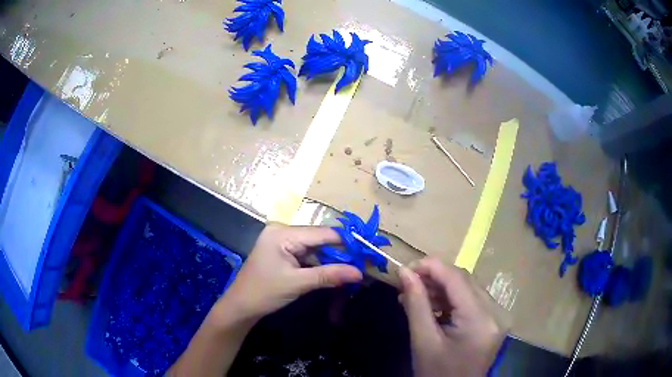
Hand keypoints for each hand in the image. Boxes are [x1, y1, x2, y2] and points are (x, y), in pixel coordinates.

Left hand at [210, 224, 362, 325]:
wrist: (241, 306)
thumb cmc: (264, 293)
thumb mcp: (298, 283)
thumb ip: (329, 275)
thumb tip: (359, 273)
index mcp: (282, 233)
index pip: (322, 233)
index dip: (347, 242)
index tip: (367, 252)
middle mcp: (282, 231)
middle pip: (319, 240)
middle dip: (340, 253)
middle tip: (362, 264)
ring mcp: (282, 241)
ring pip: (315, 248)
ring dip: (332, 260)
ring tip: (352, 270)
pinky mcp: (283, 252)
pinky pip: (307, 255)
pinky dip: (320, 264)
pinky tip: (334, 272)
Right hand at [399, 258, 509, 376]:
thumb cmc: (436, 373)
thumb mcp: (423, 341)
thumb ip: (416, 304)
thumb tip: (404, 273)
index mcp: (480, 319)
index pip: (457, 279)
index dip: (431, 266)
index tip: (404, 268)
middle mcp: (495, 312)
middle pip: (464, 280)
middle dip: (434, 277)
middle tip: (406, 283)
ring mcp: (496, 316)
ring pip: (467, 288)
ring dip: (440, 288)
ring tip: (414, 295)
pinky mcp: (492, 321)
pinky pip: (470, 300)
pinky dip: (449, 299)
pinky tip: (430, 305)